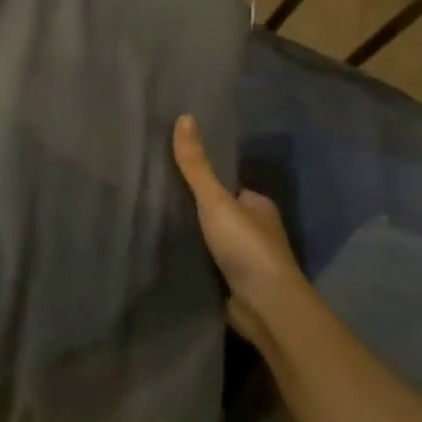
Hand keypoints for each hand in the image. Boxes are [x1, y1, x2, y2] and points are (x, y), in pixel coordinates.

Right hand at [173, 114, 306, 351]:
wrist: (265, 305)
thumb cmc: (246, 246)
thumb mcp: (215, 199)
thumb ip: (196, 165)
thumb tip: (184, 116)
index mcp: (259, 206)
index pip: (228, 188)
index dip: (205, 183)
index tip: (171, 178)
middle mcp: (257, 231)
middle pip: (220, 214)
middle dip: (196, 212)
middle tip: (157, 203)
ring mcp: (247, 261)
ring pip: (214, 241)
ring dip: (193, 238)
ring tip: (156, 229)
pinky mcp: (235, 285)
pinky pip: (209, 265)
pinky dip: (193, 261)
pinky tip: (169, 257)